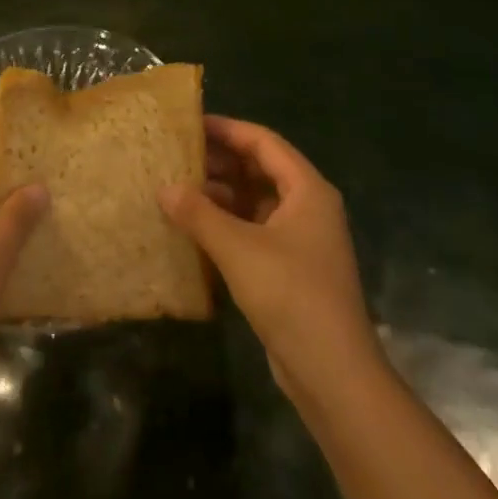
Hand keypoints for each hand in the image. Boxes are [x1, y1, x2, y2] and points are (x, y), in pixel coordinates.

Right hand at [161, 117, 379, 416]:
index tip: (189, 124)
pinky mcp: (289, 268)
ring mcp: (300, 239)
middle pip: (259, 169)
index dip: (227, 129)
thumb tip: (164, 188)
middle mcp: (307, 207)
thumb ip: (199, 214)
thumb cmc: (290, 296)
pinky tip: (193, 228)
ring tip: (176, 188)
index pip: (263, 142)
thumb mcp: (238, 249)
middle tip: (176, 155)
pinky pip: (253, 230)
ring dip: (220, 194)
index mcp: (306, 190)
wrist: (333, 374)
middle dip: (219, 161)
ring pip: (254, 201)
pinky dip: (226, 223)